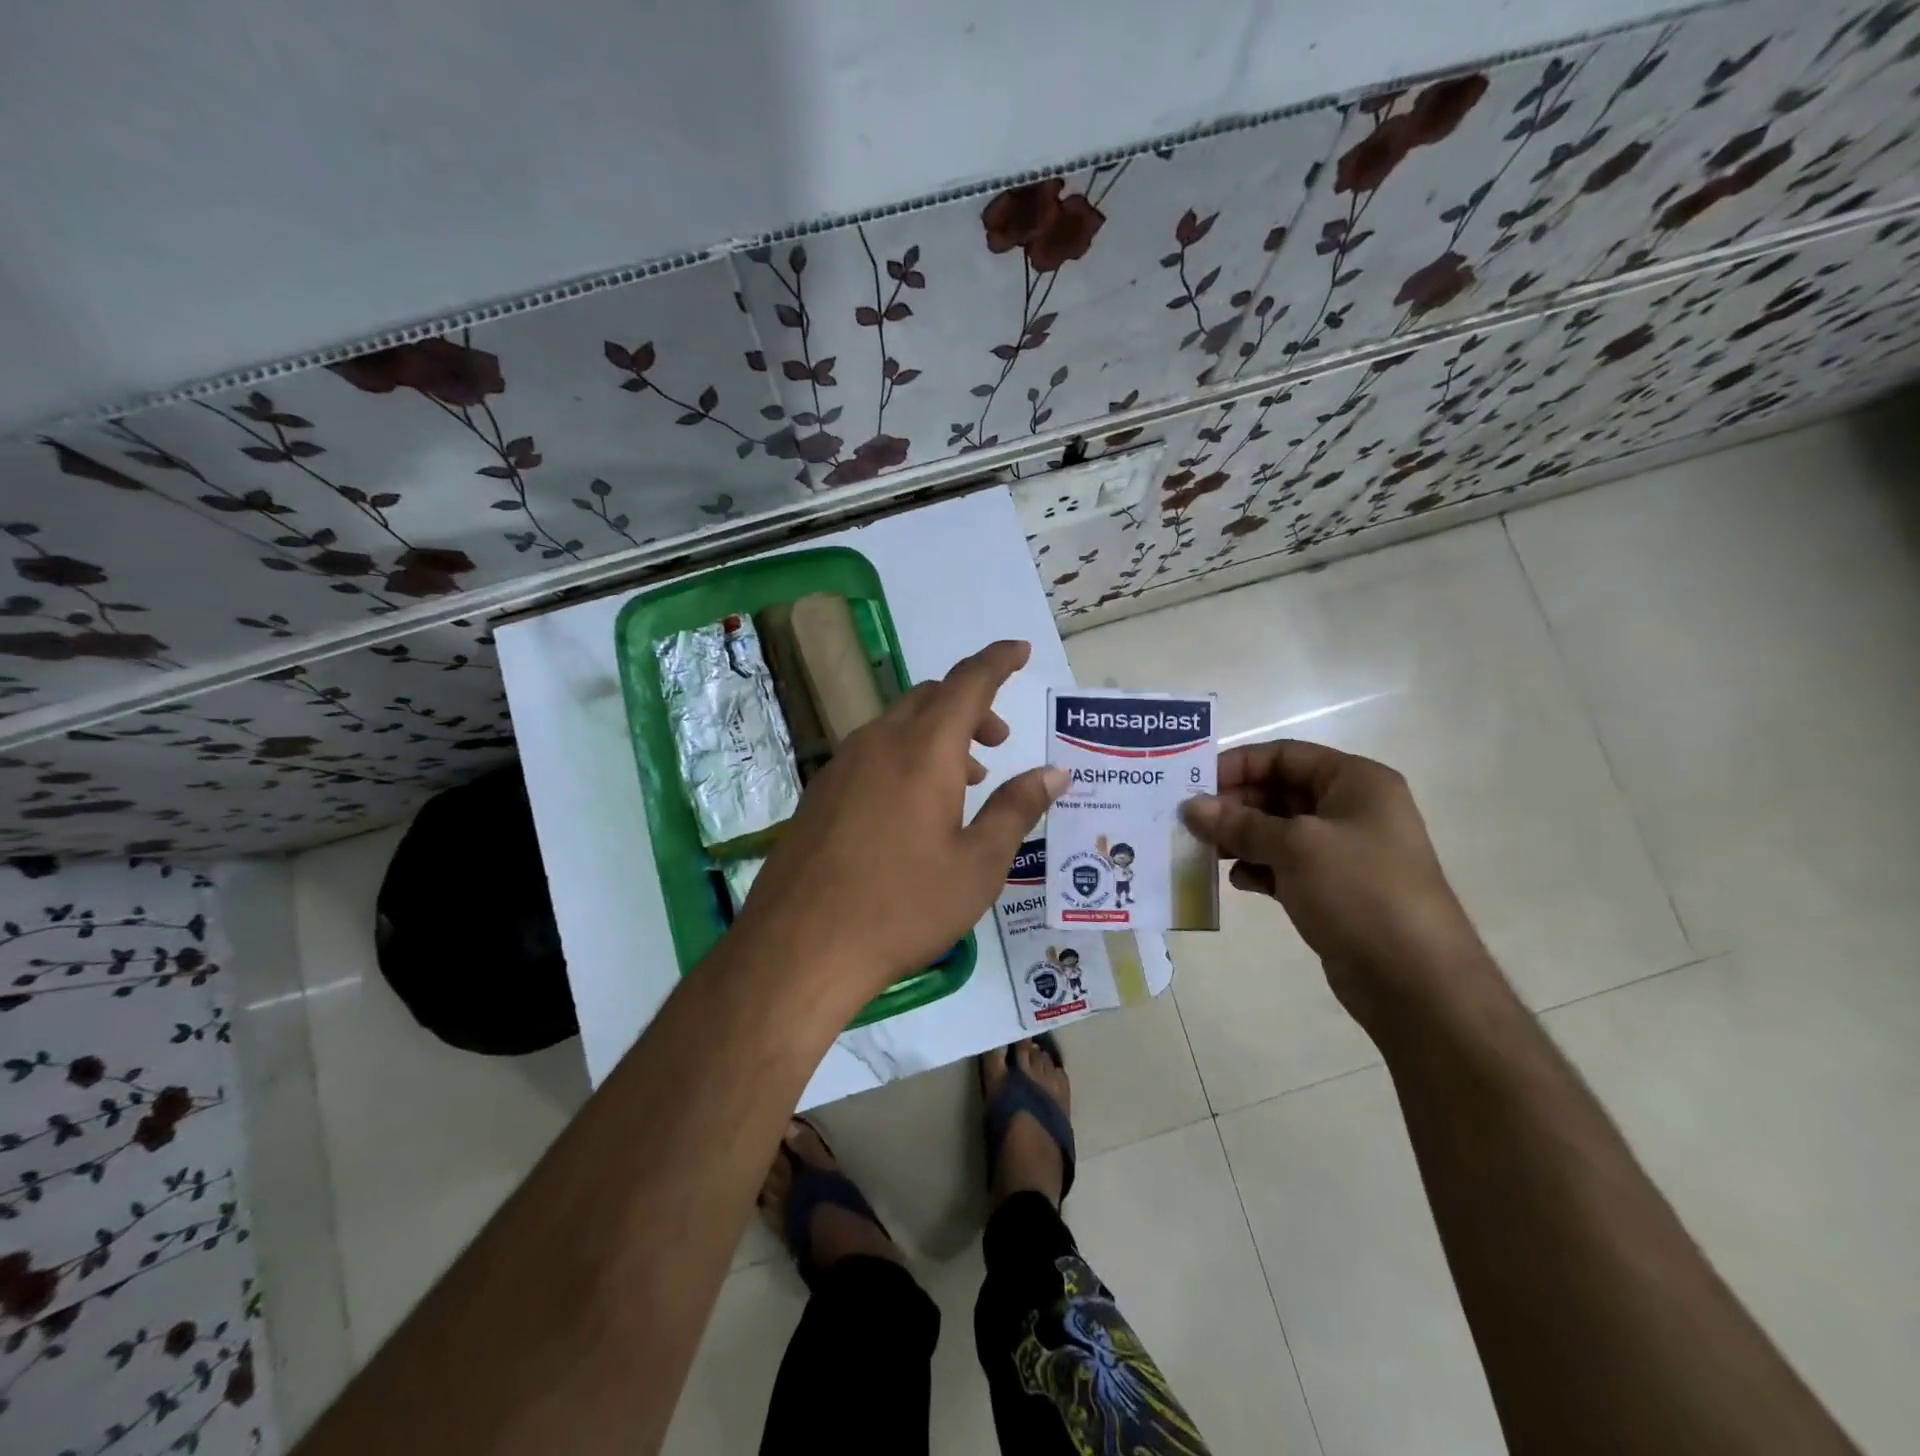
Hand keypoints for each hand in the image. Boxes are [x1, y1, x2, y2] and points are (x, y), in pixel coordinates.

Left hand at [734, 639, 1066, 1007]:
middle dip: (971, 706)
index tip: (1019, 650)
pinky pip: (873, 752)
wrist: (801, 947)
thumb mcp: (978, 864)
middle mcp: (880, 742)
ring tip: (964, 782)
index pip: (968, 682)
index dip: (998, 661)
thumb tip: (1054, 772)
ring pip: (899, 724)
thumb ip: (1017, 809)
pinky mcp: (821, 792)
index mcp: (924, 749)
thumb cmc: (903, 906)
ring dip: (938, 735)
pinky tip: (914, 808)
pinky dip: (906, 756)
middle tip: (999, 743)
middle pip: (930, 697)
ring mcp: (842, 765)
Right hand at [1181, 739, 1493, 1022]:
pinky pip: (1283, 866)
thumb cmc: (1360, 892)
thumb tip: (1191, 807)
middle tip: (1189, 821)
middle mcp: (1351, 810)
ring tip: (1201, 850)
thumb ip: (1239, 823)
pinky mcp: (1332, 890)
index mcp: (1356, 783)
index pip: (1286, 755)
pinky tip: (1234, 880)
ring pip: (1277, 831)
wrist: (1414, 979)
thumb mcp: (1295, 847)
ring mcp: (1342, 853)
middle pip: (1278, 792)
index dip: (1239, 764)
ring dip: (1239, 838)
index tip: (1194, 783)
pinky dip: (1256, 868)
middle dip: (1233, 805)